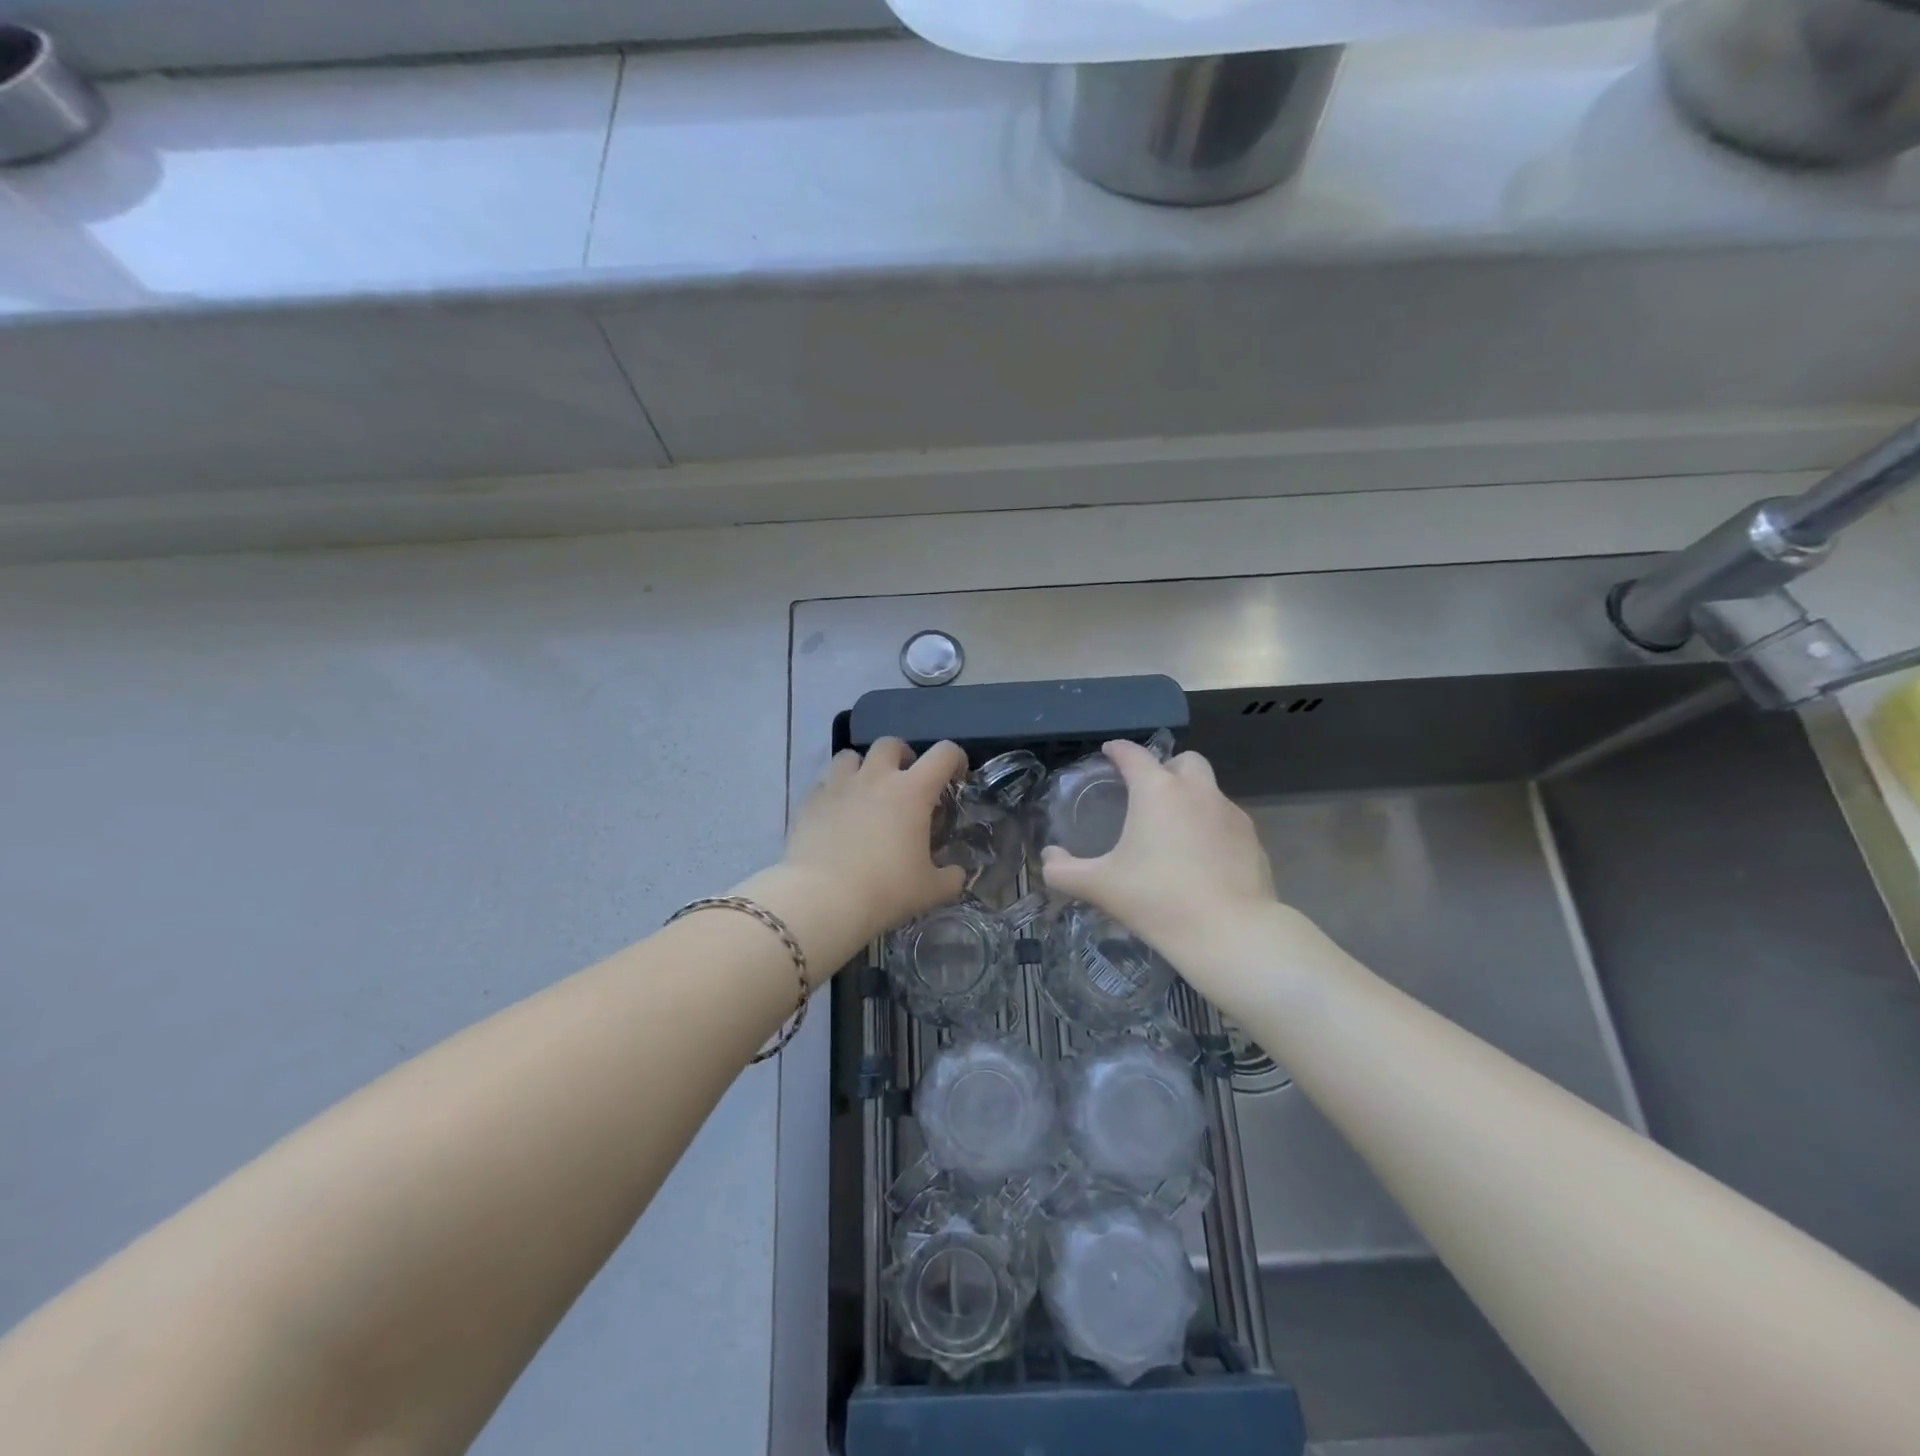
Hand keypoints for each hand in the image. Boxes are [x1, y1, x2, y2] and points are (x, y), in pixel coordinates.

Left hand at [779, 738, 968, 953]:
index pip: (944, 754)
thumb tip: (957, 873)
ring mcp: (838, 786)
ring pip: (850, 756)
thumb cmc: (885, 890)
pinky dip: (835, 791)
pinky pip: (824, 783)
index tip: (956, 777)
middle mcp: (876, 778)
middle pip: (891, 744)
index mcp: (912, 791)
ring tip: (866, 792)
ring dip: (863, 767)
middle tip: (905, 782)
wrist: (822, 899)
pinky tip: (837, 814)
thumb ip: (951, 877)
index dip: (956, 759)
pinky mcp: (810, 801)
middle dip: (902, 756)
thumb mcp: (930, 890)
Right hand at [1041, 740, 1281, 980]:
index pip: (1134, 754)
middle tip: (1149, 794)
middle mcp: (1197, 791)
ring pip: (1210, 790)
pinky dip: (1212, 828)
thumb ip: (1065, 871)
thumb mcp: (1100, 887)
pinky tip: (1202, 858)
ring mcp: (1231, 814)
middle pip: (1184, 761)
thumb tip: (1048, 860)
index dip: (1118, 750)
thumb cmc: (1158, 900)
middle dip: (1166, 768)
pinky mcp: (1253, 840)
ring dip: (1191, 798)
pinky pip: (1227, 821)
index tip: (1109, 752)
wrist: (1230, 933)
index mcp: (1157, 791)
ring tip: (1175, 831)